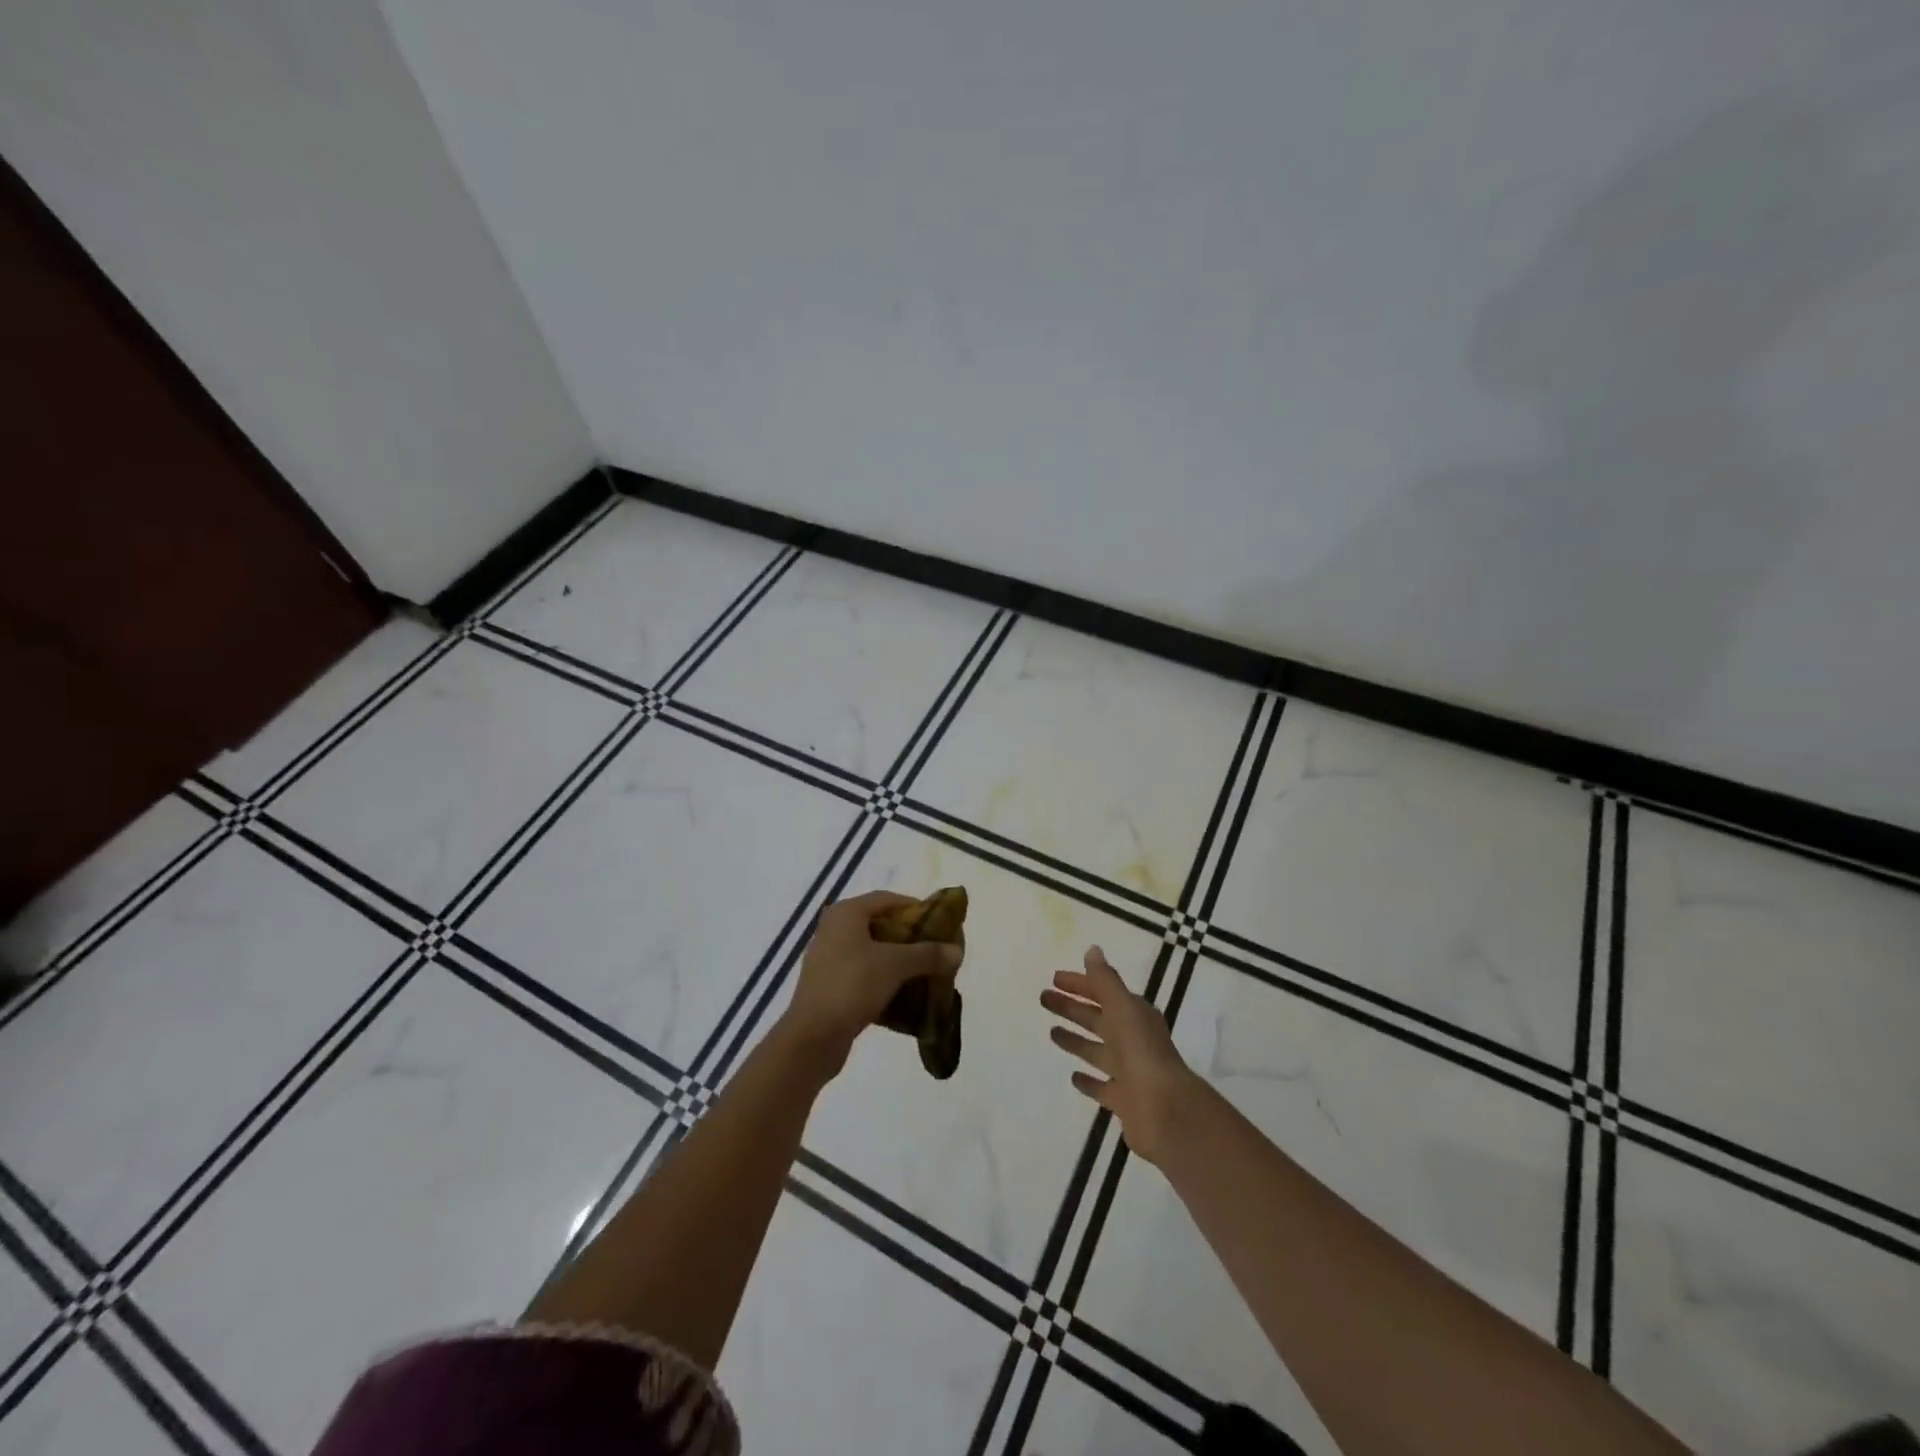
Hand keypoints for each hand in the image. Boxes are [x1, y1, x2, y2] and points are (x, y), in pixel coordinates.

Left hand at [779, 891, 963, 1072]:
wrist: (812, 1037)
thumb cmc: (852, 985)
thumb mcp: (895, 965)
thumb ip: (927, 954)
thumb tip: (957, 950)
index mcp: (846, 914)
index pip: (887, 899)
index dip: (915, 907)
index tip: (939, 923)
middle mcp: (834, 929)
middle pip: (880, 925)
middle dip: (909, 938)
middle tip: (935, 950)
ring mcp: (828, 959)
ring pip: (872, 952)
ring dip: (898, 961)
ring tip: (924, 973)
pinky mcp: (829, 986)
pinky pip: (863, 975)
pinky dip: (884, 980)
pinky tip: (904, 995)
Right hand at [1041, 946, 1202, 1166]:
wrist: (1164, 1110)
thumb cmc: (1141, 1051)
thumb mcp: (1122, 1007)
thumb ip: (1105, 980)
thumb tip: (1093, 950)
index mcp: (1134, 1015)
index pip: (1103, 993)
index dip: (1079, 985)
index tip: (1054, 979)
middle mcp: (1133, 1040)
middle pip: (1097, 1019)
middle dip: (1072, 1008)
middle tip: (1044, 999)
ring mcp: (1128, 1071)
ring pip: (1096, 1051)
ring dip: (1076, 1040)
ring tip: (1051, 1033)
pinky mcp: (1123, 1100)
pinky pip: (1101, 1087)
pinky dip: (1087, 1081)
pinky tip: (1073, 1077)